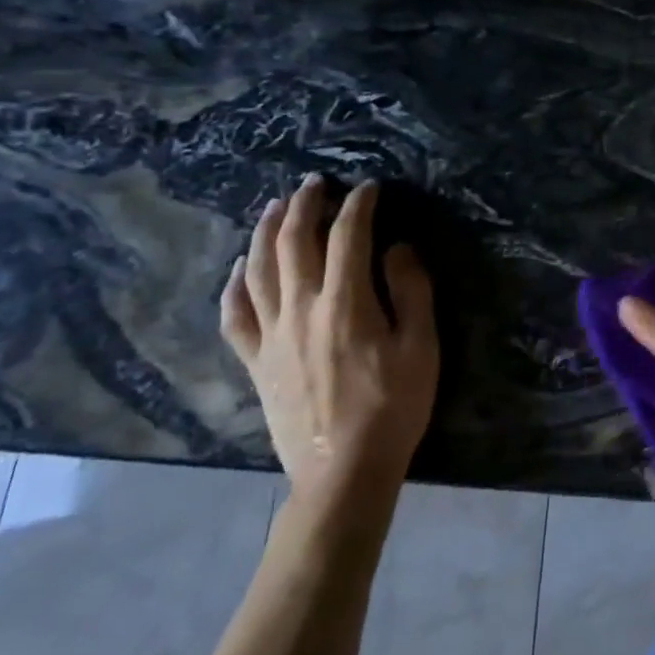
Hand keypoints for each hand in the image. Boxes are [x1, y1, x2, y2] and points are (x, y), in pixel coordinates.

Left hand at [220, 175, 437, 494]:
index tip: (370, 187)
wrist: (343, 472)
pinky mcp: (256, 362)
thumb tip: (397, 248)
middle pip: (293, 241)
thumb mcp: (421, 346)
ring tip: (275, 206)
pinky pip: (234, 316)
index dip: (359, 204)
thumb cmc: (393, 406)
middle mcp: (301, 308)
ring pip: (258, 269)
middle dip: (305, 204)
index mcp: (345, 302)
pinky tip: (238, 268)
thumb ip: (411, 290)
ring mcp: (272, 335)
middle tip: (315, 182)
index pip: (348, 235)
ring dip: (265, 231)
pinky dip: (233, 286)